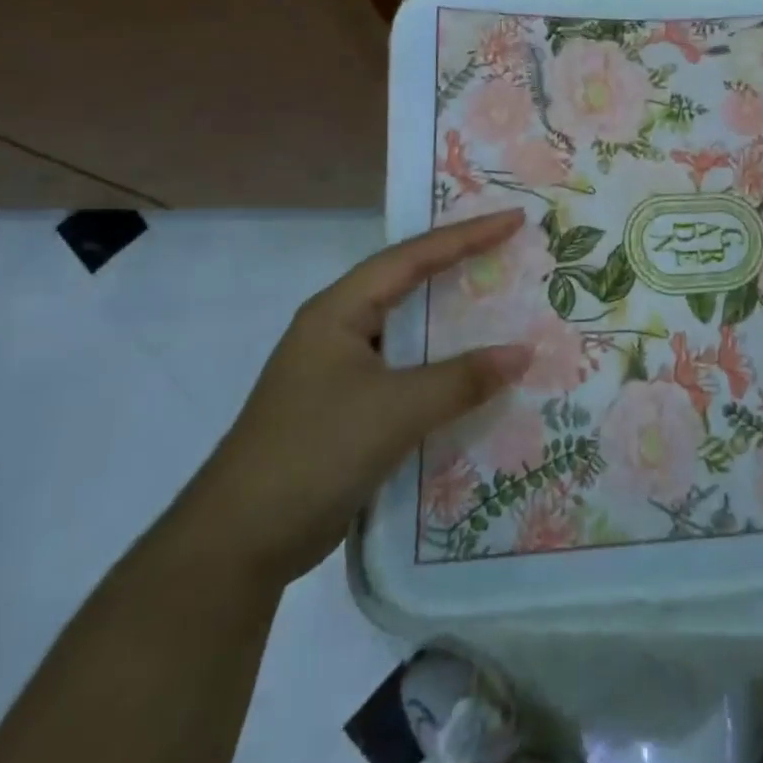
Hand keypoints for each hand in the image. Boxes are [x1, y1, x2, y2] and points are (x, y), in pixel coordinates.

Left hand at [180, 210, 532, 587]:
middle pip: (407, 283)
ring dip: (451, 319)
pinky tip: (472, 374)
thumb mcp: (396, 411)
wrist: (239, 543)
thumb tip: (524, 352)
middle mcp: (337, 329)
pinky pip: (405, 370)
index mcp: (339, 311)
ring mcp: (339, 370)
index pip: (412, 257)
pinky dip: (440, 365)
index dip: (466, 235)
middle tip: (509, 249)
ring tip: (501, 302)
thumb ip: (462, 379)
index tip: (513, 219)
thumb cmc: (314, 453)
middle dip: (458, 264)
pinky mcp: (346, 408)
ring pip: (407, 330)